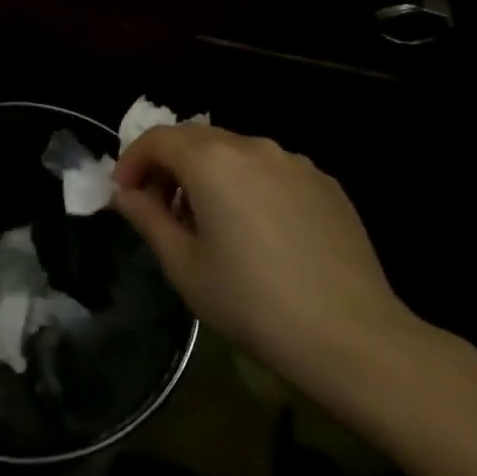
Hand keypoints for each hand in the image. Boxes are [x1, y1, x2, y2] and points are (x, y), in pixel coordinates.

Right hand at [111, 124, 422, 392]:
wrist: (351, 336)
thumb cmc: (251, 301)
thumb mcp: (183, 265)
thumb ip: (147, 218)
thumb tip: (126, 195)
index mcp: (212, 160)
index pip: (157, 139)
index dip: (132, 161)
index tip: (124, 195)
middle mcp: (253, 147)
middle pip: (196, 140)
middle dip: (168, 166)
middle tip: (159, 209)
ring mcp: (296, 163)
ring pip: (235, 154)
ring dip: (208, 175)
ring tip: (207, 222)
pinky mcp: (326, 185)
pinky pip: (271, 172)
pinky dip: (247, 186)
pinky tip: (255, 231)